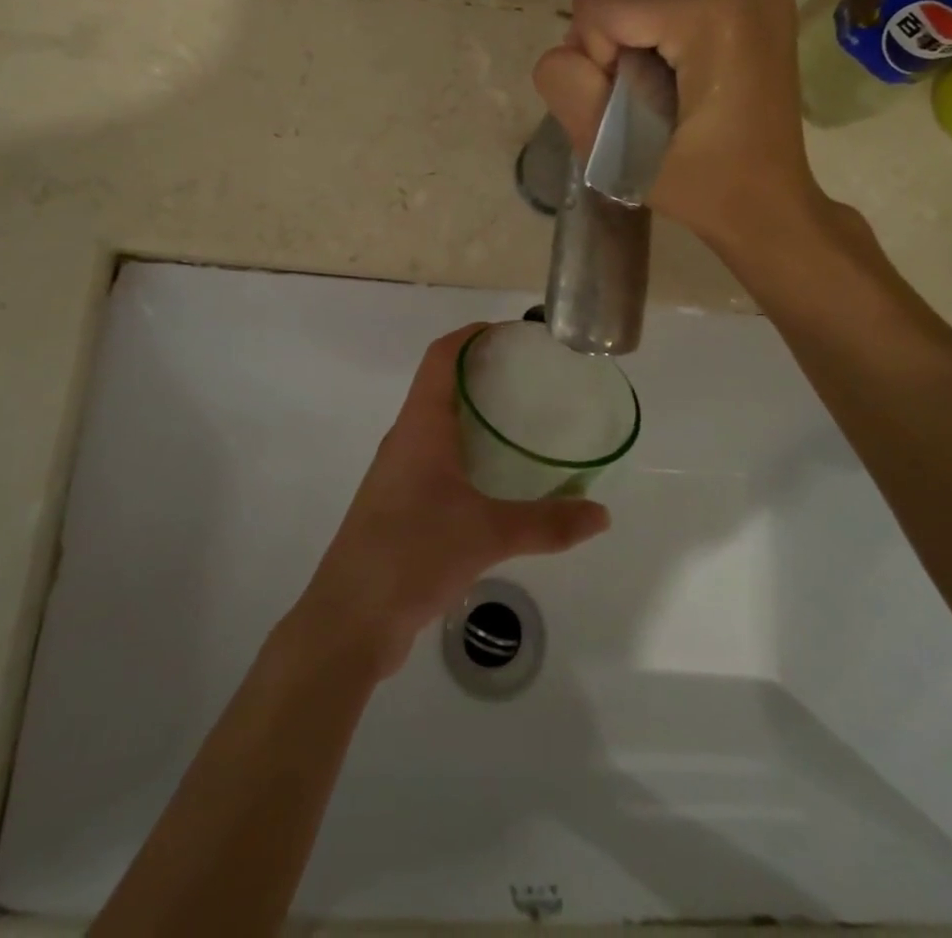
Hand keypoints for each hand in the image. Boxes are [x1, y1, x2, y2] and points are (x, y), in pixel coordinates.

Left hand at [292, 324, 610, 680]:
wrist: (350, 618)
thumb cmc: (412, 554)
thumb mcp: (487, 536)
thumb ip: (547, 523)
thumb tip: (601, 514)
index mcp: (420, 426)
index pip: (441, 357)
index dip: (472, 335)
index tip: (511, 333)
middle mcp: (406, 439)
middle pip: (440, 384)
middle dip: (482, 372)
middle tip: (532, 376)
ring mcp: (399, 473)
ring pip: (438, 424)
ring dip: (473, 414)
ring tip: (522, 420)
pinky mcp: (400, 504)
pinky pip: (436, 459)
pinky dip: (466, 451)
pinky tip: (497, 478)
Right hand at [533, 0, 842, 260]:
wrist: (769, 203)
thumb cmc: (700, 187)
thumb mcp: (616, 154)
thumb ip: (570, 91)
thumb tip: (565, 50)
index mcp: (714, 22)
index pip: (609, 3)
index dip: (591, 49)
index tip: (619, 95)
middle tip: (603, 49)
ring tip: (628, 47)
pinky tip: (657, 46)